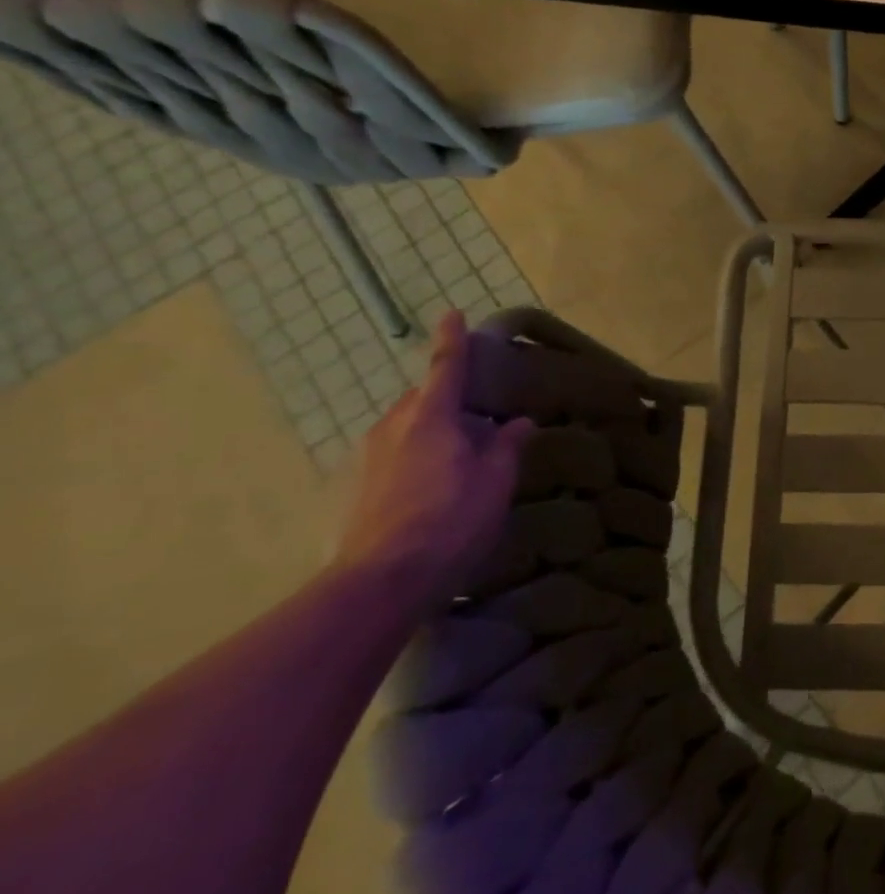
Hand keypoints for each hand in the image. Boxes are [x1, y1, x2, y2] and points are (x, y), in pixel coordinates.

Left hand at [335, 312, 533, 610]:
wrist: (381, 579)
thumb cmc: (451, 520)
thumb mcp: (495, 481)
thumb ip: (507, 446)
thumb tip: (517, 422)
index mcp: (430, 417)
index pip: (445, 367)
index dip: (452, 340)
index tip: (452, 313)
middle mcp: (393, 427)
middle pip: (423, 398)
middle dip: (449, 398)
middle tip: (482, 415)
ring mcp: (369, 457)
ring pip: (407, 426)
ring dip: (434, 429)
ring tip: (463, 454)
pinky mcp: (357, 486)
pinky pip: (394, 452)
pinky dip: (417, 453)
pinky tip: (435, 483)